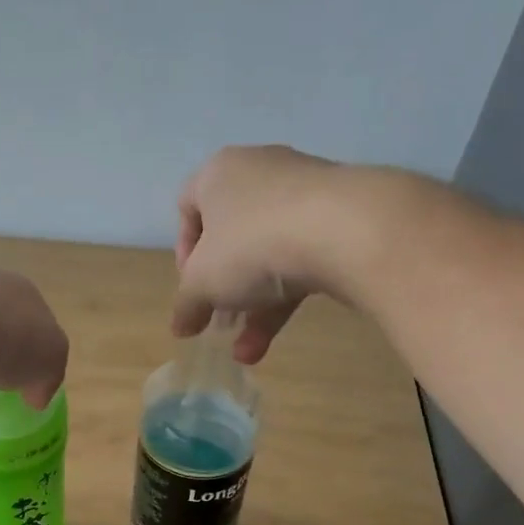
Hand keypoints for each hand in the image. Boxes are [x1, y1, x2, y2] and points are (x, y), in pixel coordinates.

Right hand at [170, 145, 361, 363]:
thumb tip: (180, 327)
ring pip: (268, 253)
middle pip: (232, 235)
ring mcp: (304, 193)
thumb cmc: (251, 245)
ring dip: (253, 306)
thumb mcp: (203, 282)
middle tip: (220, 322)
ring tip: (246, 352)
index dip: (183, 252)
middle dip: (224, 288)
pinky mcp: (339, 217)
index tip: (192, 288)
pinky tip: (271, 342)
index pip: (188, 206)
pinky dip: (284, 298)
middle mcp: (260, 172)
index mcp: (218, 173)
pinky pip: (301, 259)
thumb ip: (187, 304)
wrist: (344, 230)